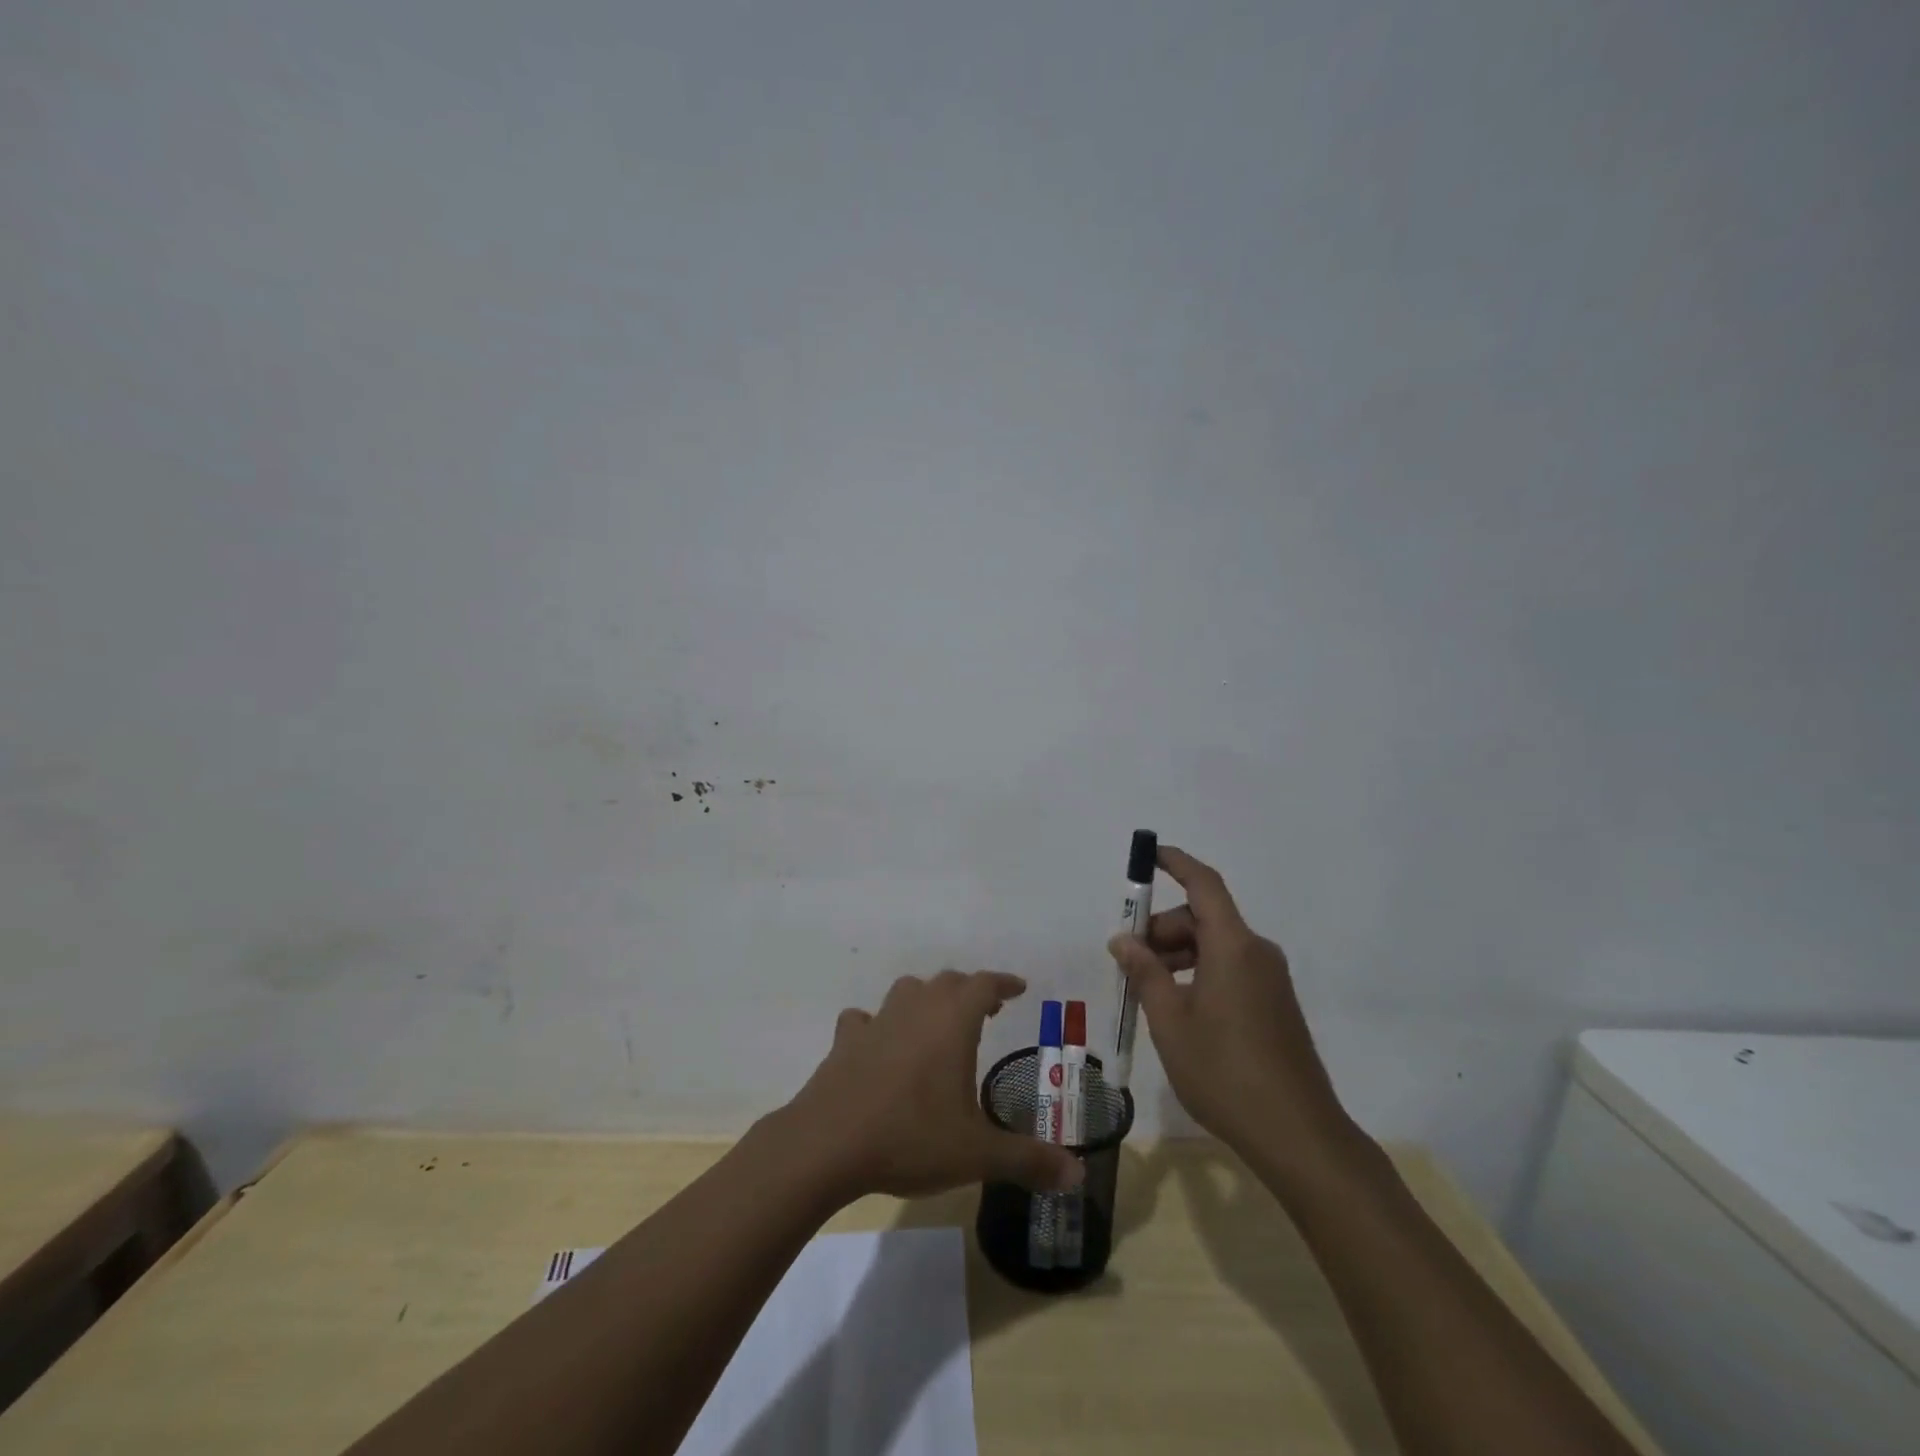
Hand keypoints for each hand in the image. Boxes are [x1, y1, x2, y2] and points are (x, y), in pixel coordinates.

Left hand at [780, 970, 1084, 1201]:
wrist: (828, 1144)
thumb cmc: (911, 1137)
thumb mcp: (977, 1154)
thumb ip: (1029, 1160)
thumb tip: (1077, 1172)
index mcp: (952, 1022)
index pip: (984, 984)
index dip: (1004, 983)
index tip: (1019, 988)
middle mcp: (916, 1009)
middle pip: (947, 982)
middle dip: (970, 991)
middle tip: (986, 1010)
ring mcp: (877, 1022)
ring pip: (906, 991)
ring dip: (925, 999)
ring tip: (936, 1023)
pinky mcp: (845, 1041)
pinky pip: (864, 1020)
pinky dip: (877, 1025)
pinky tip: (878, 1044)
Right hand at [1107, 847, 1355, 1167]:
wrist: (1298, 1134)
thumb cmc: (1224, 1071)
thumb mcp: (1170, 1020)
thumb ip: (1145, 972)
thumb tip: (1123, 939)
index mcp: (1233, 946)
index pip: (1203, 884)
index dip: (1176, 862)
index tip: (1148, 855)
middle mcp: (1256, 952)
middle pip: (1203, 917)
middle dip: (1162, 928)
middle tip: (1129, 960)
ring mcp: (1270, 979)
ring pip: (1216, 945)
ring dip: (1178, 954)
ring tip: (1148, 990)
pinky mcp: (1275, 1004)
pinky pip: (1230, 968)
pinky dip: (1199, 972)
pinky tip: (1179, 1008)